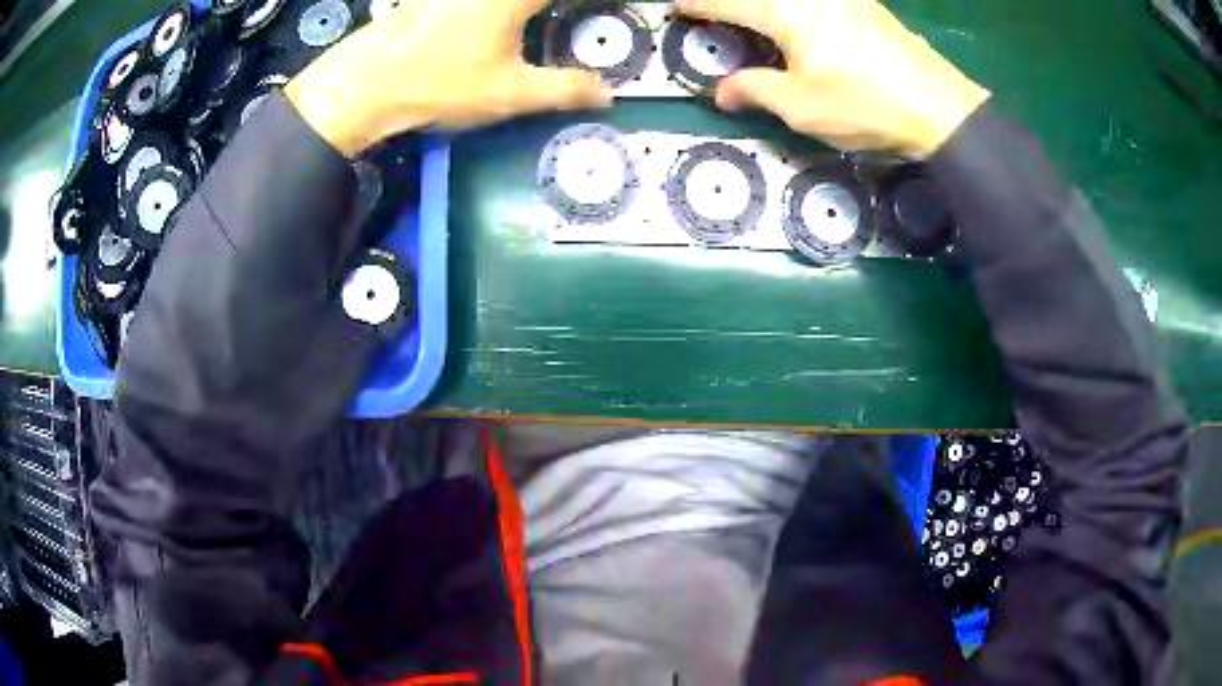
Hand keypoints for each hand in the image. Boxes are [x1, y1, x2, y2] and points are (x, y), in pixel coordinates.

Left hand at [285, 0, 612, 155]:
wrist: (364, 83)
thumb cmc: (440, 84)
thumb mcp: (509, 92)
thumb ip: (563, 89)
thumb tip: (609, 95)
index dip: (597, 2)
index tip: (617, 9)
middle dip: (557, 8)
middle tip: (571, 18)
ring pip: (512, 0)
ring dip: (531, 10)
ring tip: (541, 22)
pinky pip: (481, 1)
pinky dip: (506, 10)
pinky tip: (501, 21)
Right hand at [676, 0, 990, 155]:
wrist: (940, 108)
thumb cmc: (866, 107)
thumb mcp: (801, 107)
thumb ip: (755, 90)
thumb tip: (722, 92)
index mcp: (787, 13)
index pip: (728, 3)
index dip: (698, 5)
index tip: (676, 6)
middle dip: (733, 3)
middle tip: (715, 11)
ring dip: (765, 5)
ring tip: (754, 17)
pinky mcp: (866, 4)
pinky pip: (818, 0)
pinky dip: (796, 7)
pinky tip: (799, 16)